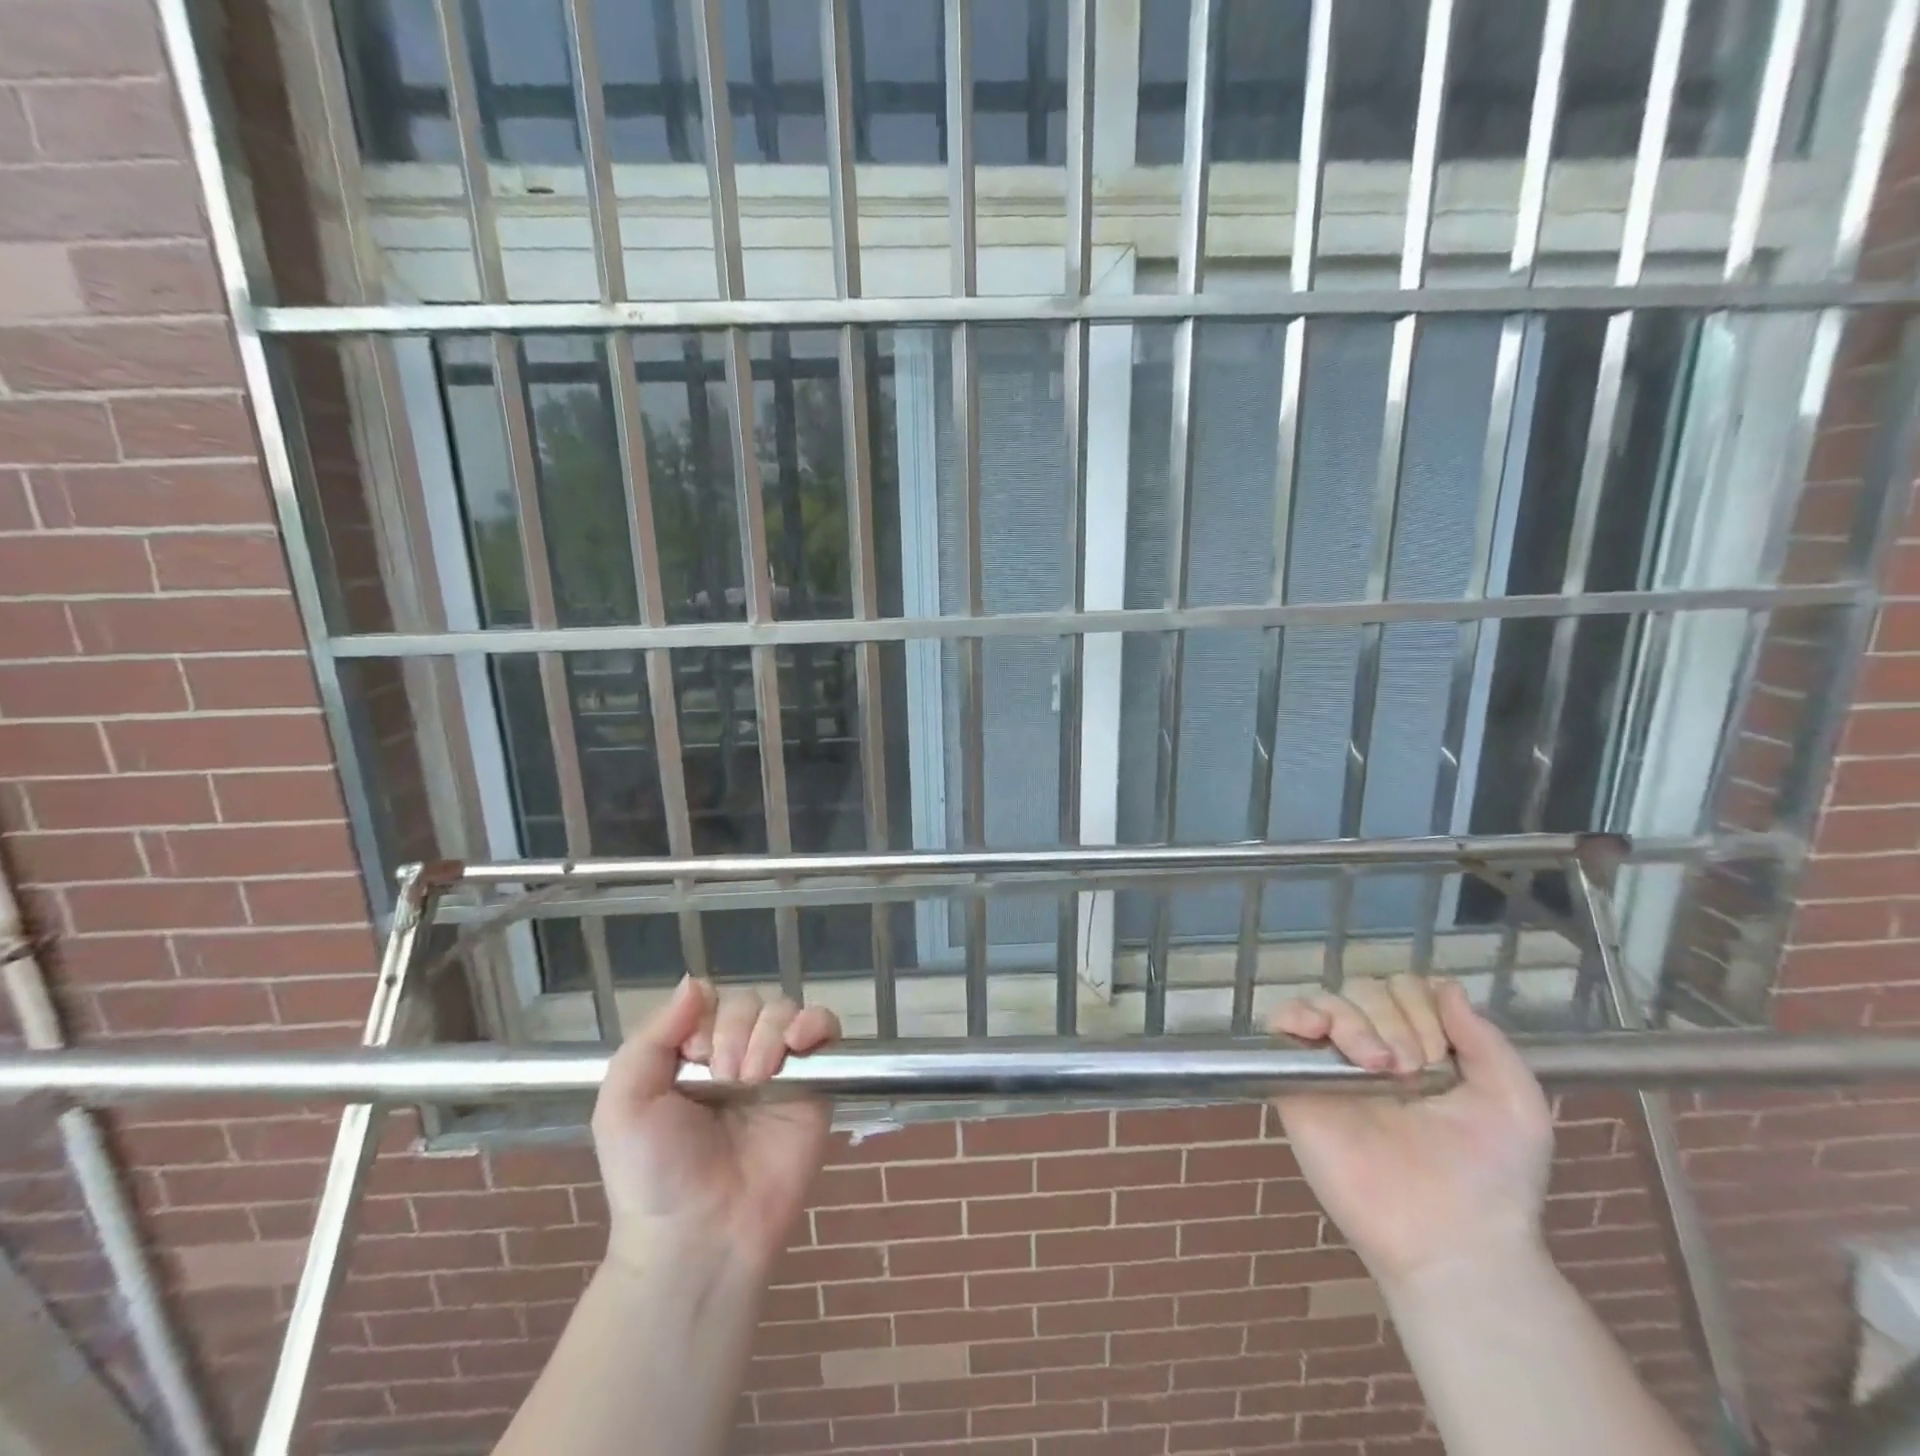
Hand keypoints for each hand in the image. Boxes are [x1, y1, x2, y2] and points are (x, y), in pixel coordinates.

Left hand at [591, 977, 839, 1274]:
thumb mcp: (624, 1103)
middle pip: (750, 1000)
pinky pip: (826, 1029)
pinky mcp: (815, 1084)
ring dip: (769, 1032)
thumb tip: (695, 981)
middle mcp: (737, 1053)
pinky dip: (816, 1023)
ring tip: (754, 1078)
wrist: (700, 1235)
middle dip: (736, 1030)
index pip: (710, 1000)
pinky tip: (798, 1044)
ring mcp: (779, 1068)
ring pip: (785, 1009)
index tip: (692, 1058)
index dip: (705, 1018)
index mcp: (692, 1054)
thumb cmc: (654, 1173)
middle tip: (725, 1078)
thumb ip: (651, 1036)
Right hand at [1270, 976, 1552, 1288]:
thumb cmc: (1491, 1177)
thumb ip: (1485, 1038)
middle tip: (1412, 1073)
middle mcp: (1374, 1048)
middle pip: (1366, 988)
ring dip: (1355, 1022)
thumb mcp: (1514, 1102)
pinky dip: (1294, 1013)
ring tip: (1377, 1068)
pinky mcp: (1296, 1082)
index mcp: (1420, 1047)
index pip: (1405, 988)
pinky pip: (1280, 1025)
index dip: (1421, 1007)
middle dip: (1394, 1019)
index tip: (1441, 1056)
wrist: (1451, 1239)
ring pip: (1328, 1000)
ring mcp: (1333, 1064)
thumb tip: (1443, 984)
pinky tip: (1315, 1030)